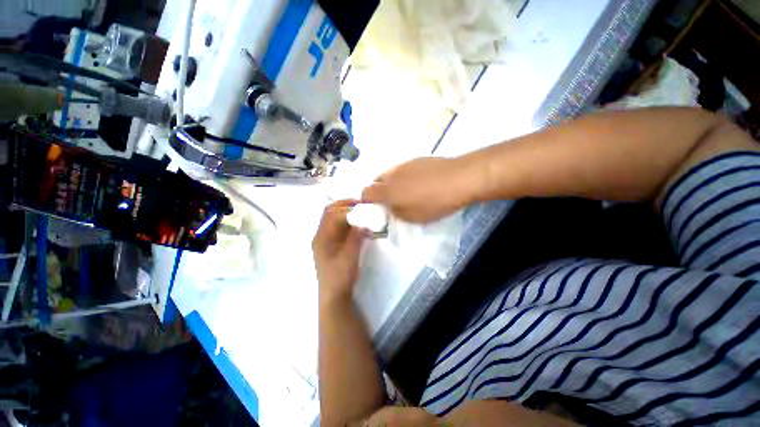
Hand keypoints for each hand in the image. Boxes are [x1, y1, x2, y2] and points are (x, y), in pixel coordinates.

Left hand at [313, 200, 364, 303]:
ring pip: (335, 220)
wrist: (334, 296)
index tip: (362, 205)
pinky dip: (349, 224)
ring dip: (348, 214)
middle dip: (345, 207)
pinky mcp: (332, 246)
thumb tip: (364, 221)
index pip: (332, 214)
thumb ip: (356, 237)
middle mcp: (321, 236)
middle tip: (362, 205)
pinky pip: (340, 229)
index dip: (347, 208)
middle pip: (331, 213)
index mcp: (322, 237)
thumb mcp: (350, 256)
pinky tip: (359, 225)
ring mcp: (326, 240)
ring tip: (362, 213)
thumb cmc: (340, 277)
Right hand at [361, 157, 474, 222]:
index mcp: (387, 190)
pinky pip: (404, 169)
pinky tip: (421, 183)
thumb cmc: (434, 202)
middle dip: (379, 192)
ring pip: (391, 174)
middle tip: (391, 202)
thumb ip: (395, 213)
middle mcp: (392, 174)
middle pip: (376, 181)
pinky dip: (405, 177)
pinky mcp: (418, 159)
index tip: (374, 209)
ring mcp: (405, 164)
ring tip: (408, 193)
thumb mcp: (412, 217)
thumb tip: (390, 207)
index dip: (366, 201)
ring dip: (393, 184)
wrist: (460, 178)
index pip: (366, 193)